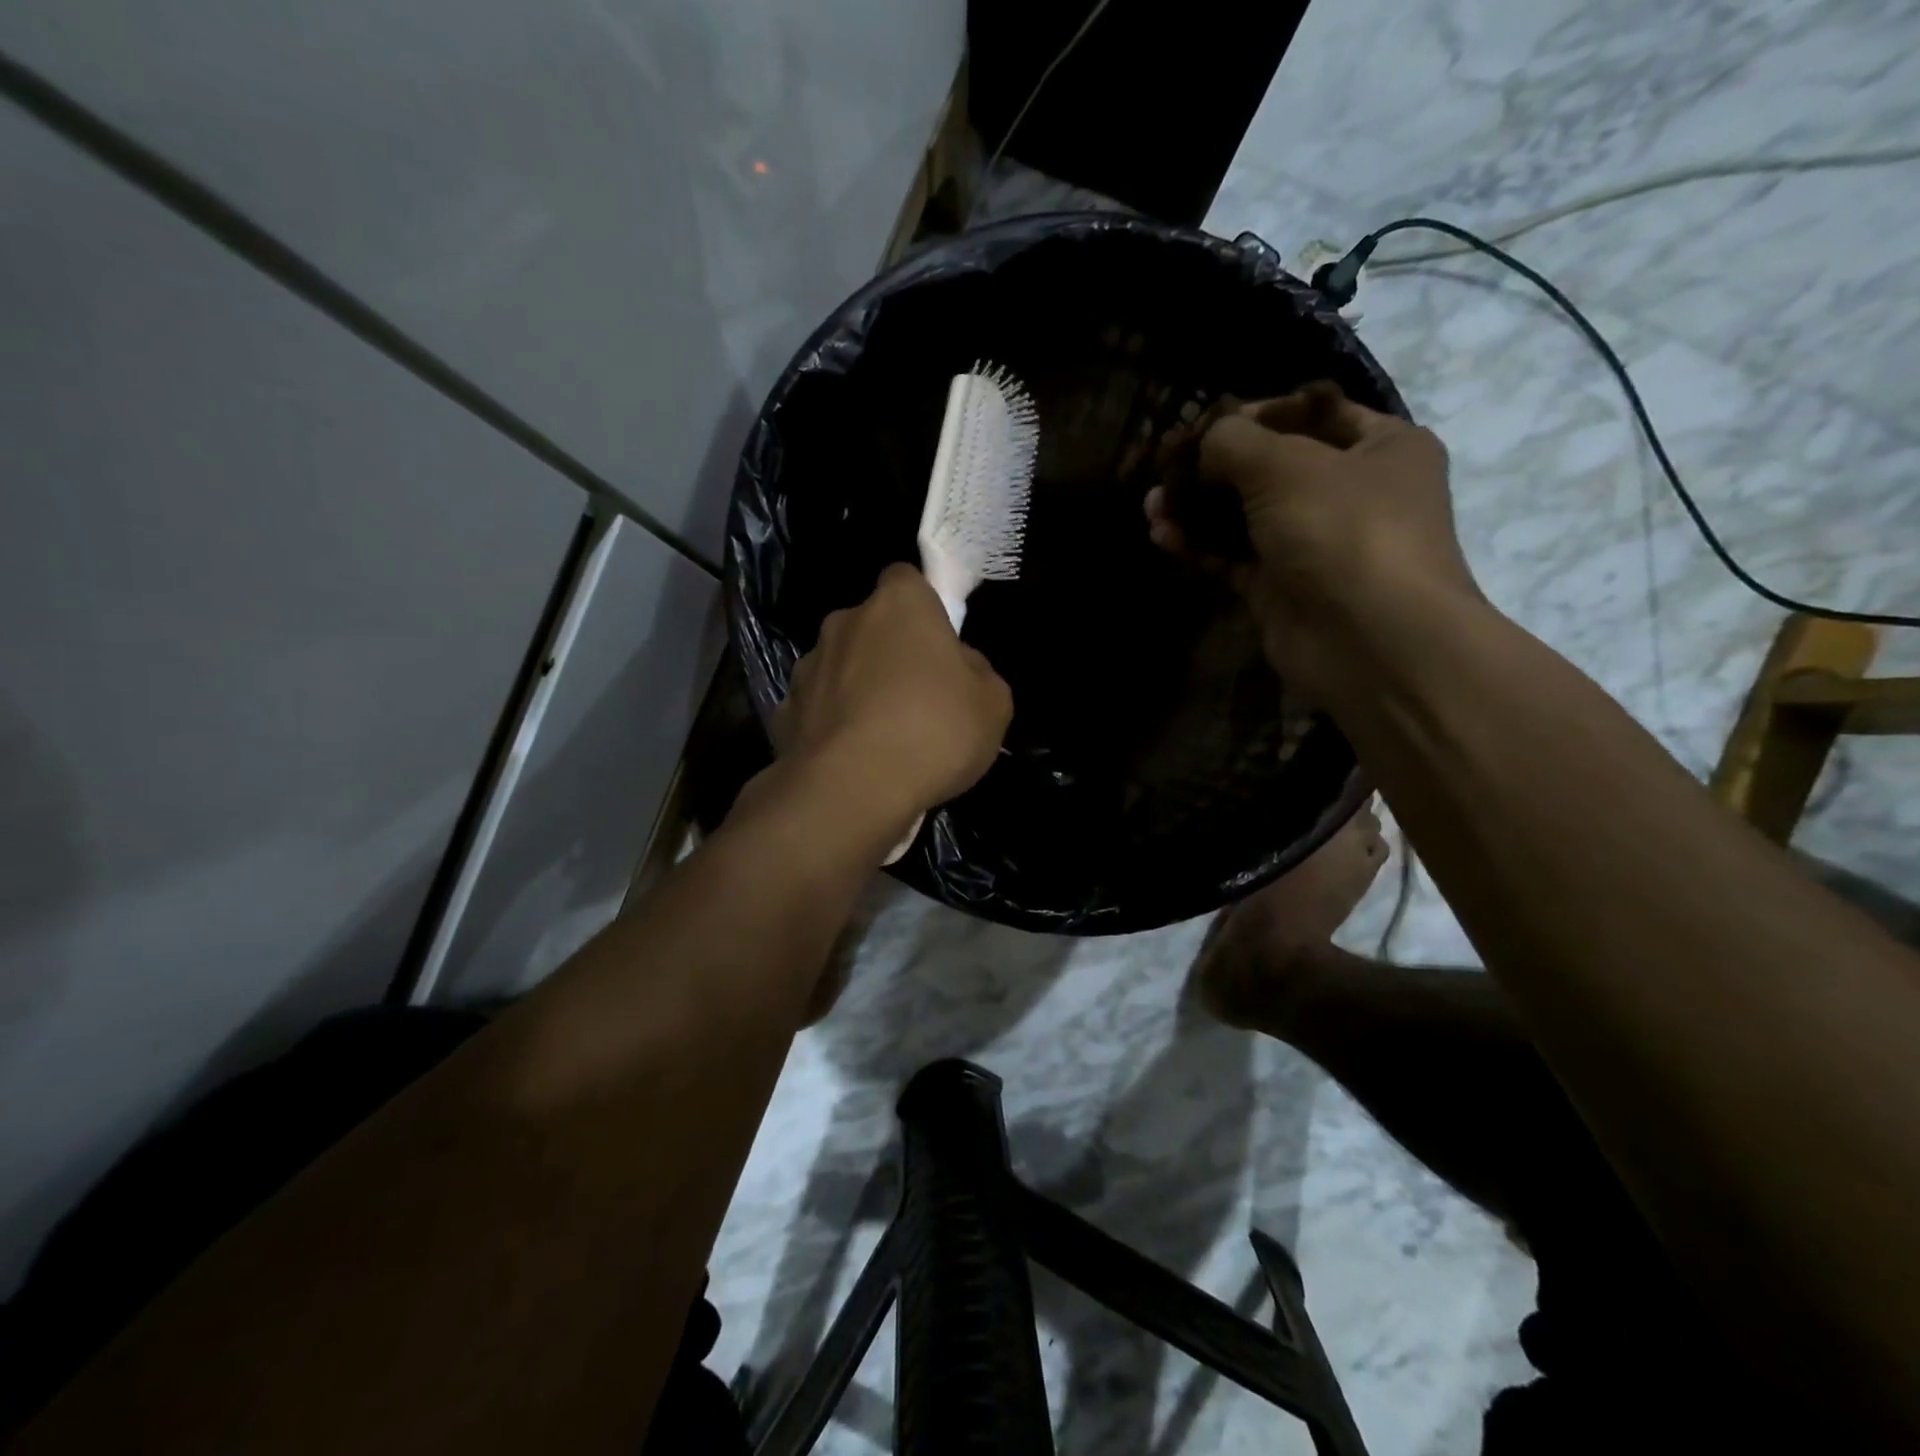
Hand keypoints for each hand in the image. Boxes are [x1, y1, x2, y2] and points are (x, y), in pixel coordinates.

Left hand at [773, 563, 1011, 836]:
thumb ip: (977, 671)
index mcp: (898, 604)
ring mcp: (808, 666)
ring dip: (857, 687)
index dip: (924, 607)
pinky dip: (832, 725)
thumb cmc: (933, 732)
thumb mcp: (992, 704)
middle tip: (916, 696)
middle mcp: (845, 622)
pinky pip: (818, 709)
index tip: (937, 643)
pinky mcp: (784, 711)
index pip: (907, 579)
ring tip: (881, 736)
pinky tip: (850, 759)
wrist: (851, 790)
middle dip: (889, 651)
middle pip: (872, 626)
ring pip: (841, 666)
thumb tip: (958, 666)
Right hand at [1146, 385, 1477, 704]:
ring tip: (1152, 506)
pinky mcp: (1284, 588)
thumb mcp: (1285, 464)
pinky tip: (1162, 535)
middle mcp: (1352, 492)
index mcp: (1381, 446)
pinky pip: (1236, 557)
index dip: (1255, 414)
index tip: (1201, 425)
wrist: (1369, 642)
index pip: (1311, 413)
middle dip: (1214, 468)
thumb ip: (1234, 441)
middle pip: (1272, 467)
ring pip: (1247, 516)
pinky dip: (1202, 546)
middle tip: (1165, 469)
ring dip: (1199, 509)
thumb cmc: (1342, 530)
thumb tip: (1205, 442)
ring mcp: (1316, 544)